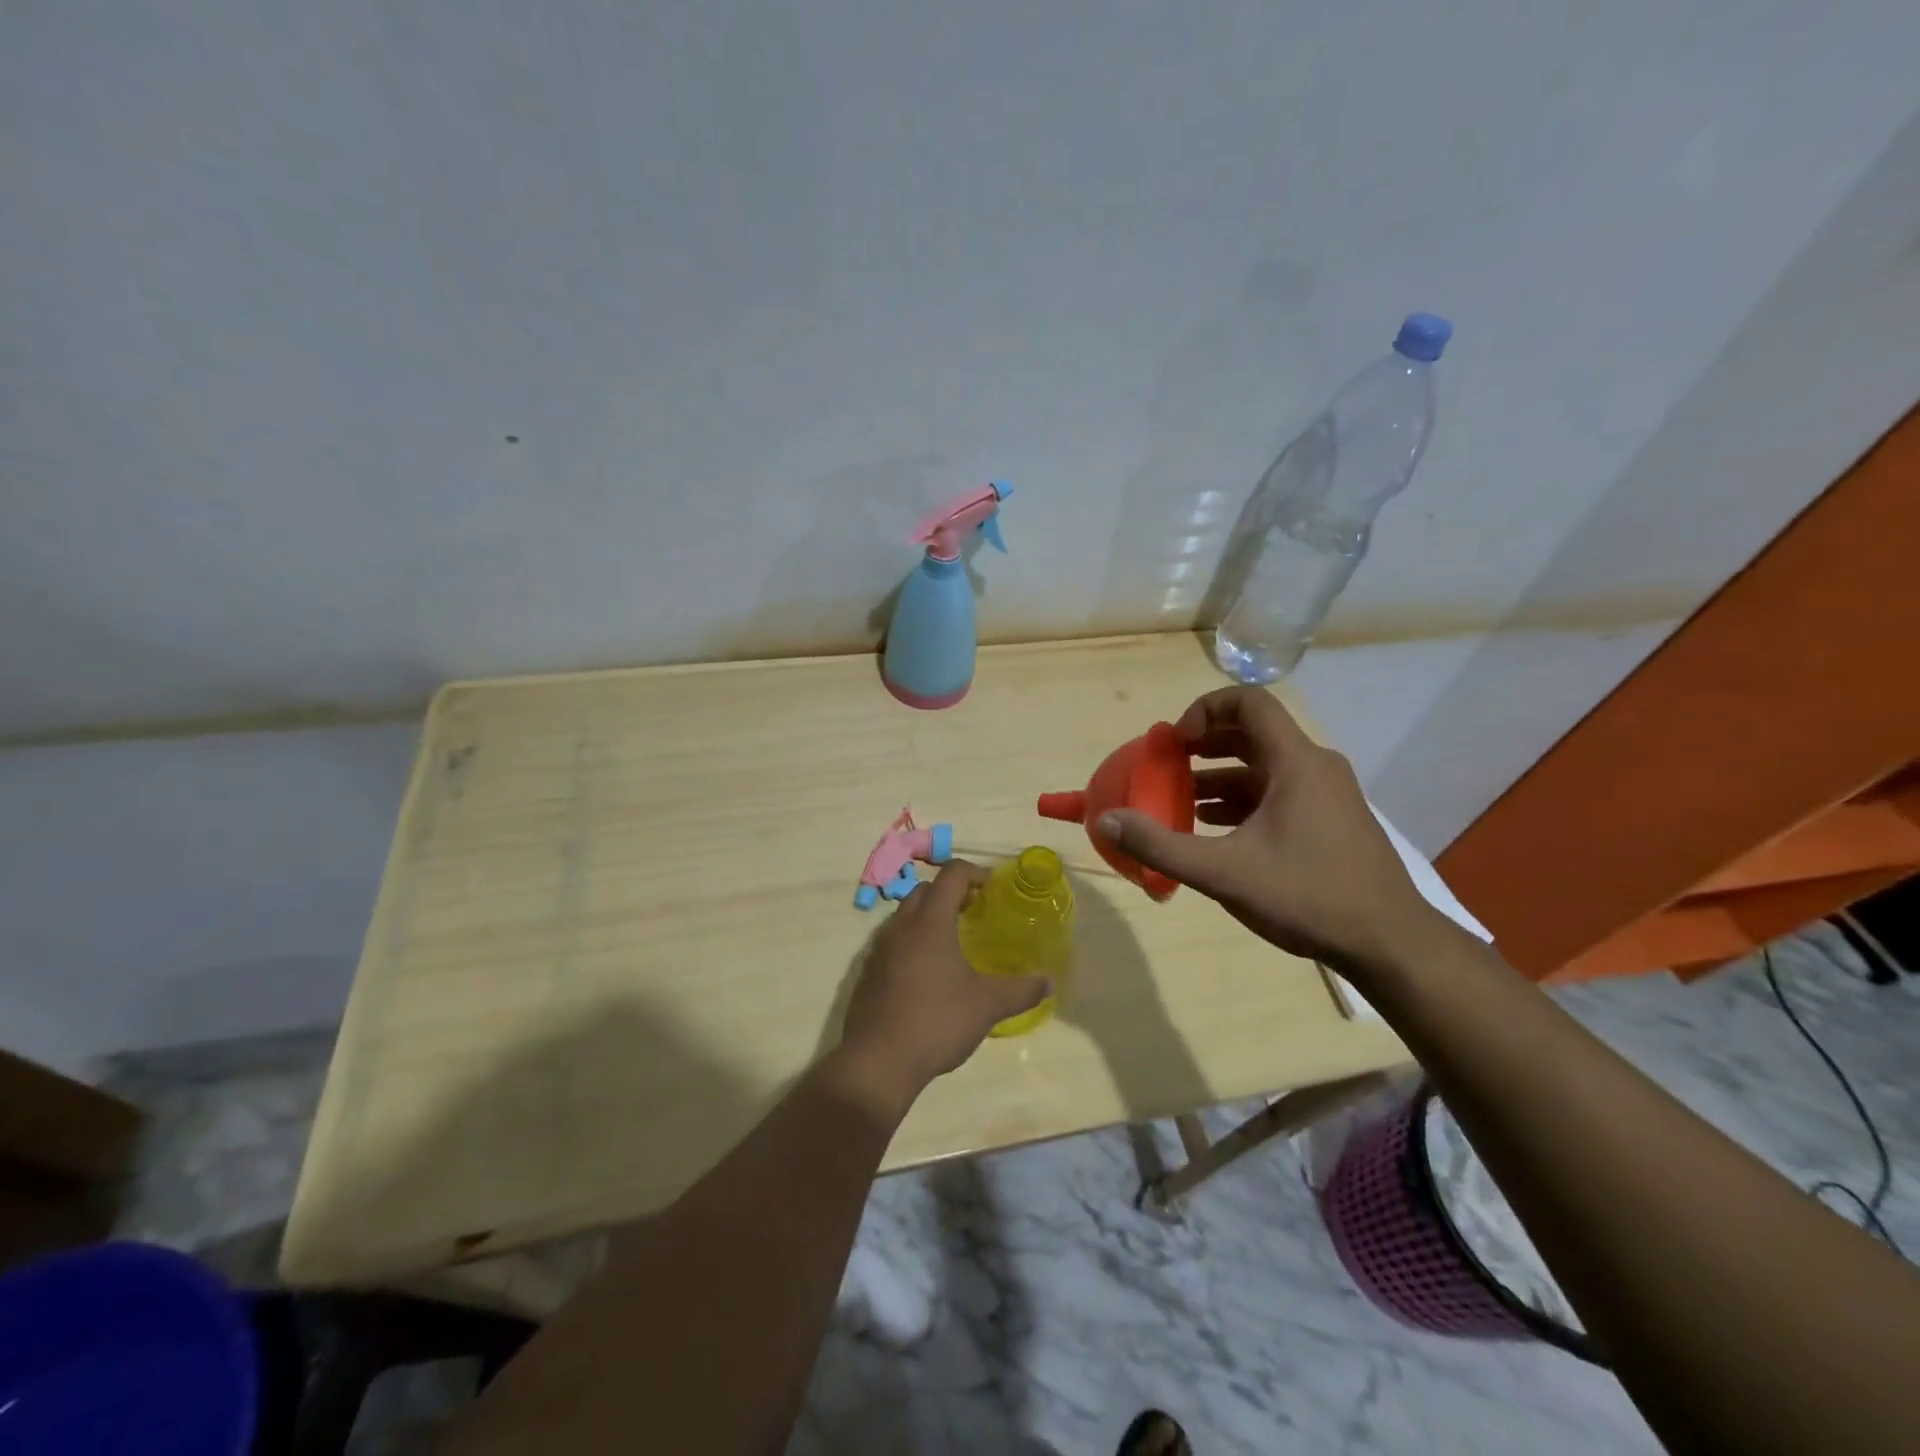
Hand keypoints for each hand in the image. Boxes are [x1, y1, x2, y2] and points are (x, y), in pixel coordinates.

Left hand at [833, 860, 1050, 1113]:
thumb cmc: (936, 1021)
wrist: (877, 1062)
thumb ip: (1021, 990)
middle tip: (975, 912)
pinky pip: (893, 941)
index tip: (993, 889)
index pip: (951, 874)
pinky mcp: (868, 971)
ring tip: (954, 942)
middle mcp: (901, 925)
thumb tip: (1050, 981)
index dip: (975, 873)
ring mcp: (879, 948)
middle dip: (951, 893)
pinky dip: (913, 941)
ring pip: (906, 915)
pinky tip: (929, 972)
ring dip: (930, 916)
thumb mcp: (987, 1005)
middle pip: (925, 889)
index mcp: (930, 921)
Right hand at [1099, 686, 1438, 971]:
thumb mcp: (1225, 872)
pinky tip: (1214, 830)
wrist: (1390, 945)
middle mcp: (1315, 767)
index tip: (1176, 742)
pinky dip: (1241, 801)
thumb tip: (1106, 819)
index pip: (1249, 701)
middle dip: (1204, 744)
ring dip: (1219, 776)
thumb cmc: (1308, 896)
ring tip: (1180, 800)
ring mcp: (1327, 795)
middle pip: (1253, 733)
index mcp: (1296, 762)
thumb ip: (1161, 845)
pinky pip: (1277, 793)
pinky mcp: (1330, 821)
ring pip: (1264, 767)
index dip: (1204, 710)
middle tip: (1167, 765)